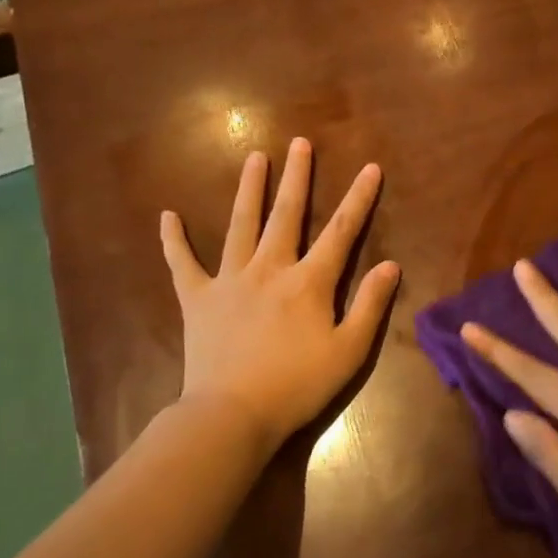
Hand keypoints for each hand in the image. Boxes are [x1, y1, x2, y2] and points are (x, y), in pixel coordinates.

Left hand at [160, 137, 399, 451]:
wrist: (232, 414)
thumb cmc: (298, 385)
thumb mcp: (349, 351)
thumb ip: (370, 305)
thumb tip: (390, 265)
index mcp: (309, 282)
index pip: (341, 231)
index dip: (359, 198)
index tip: (370, 167)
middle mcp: (270, 268)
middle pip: (287, 214)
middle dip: (297, 177)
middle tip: (300, 143)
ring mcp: (229, 280)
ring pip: (241, 225)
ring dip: (250, 189)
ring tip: (255, 157)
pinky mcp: (198, 299)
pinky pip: (182, 264)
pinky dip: (174, 240)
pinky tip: (167, 215)